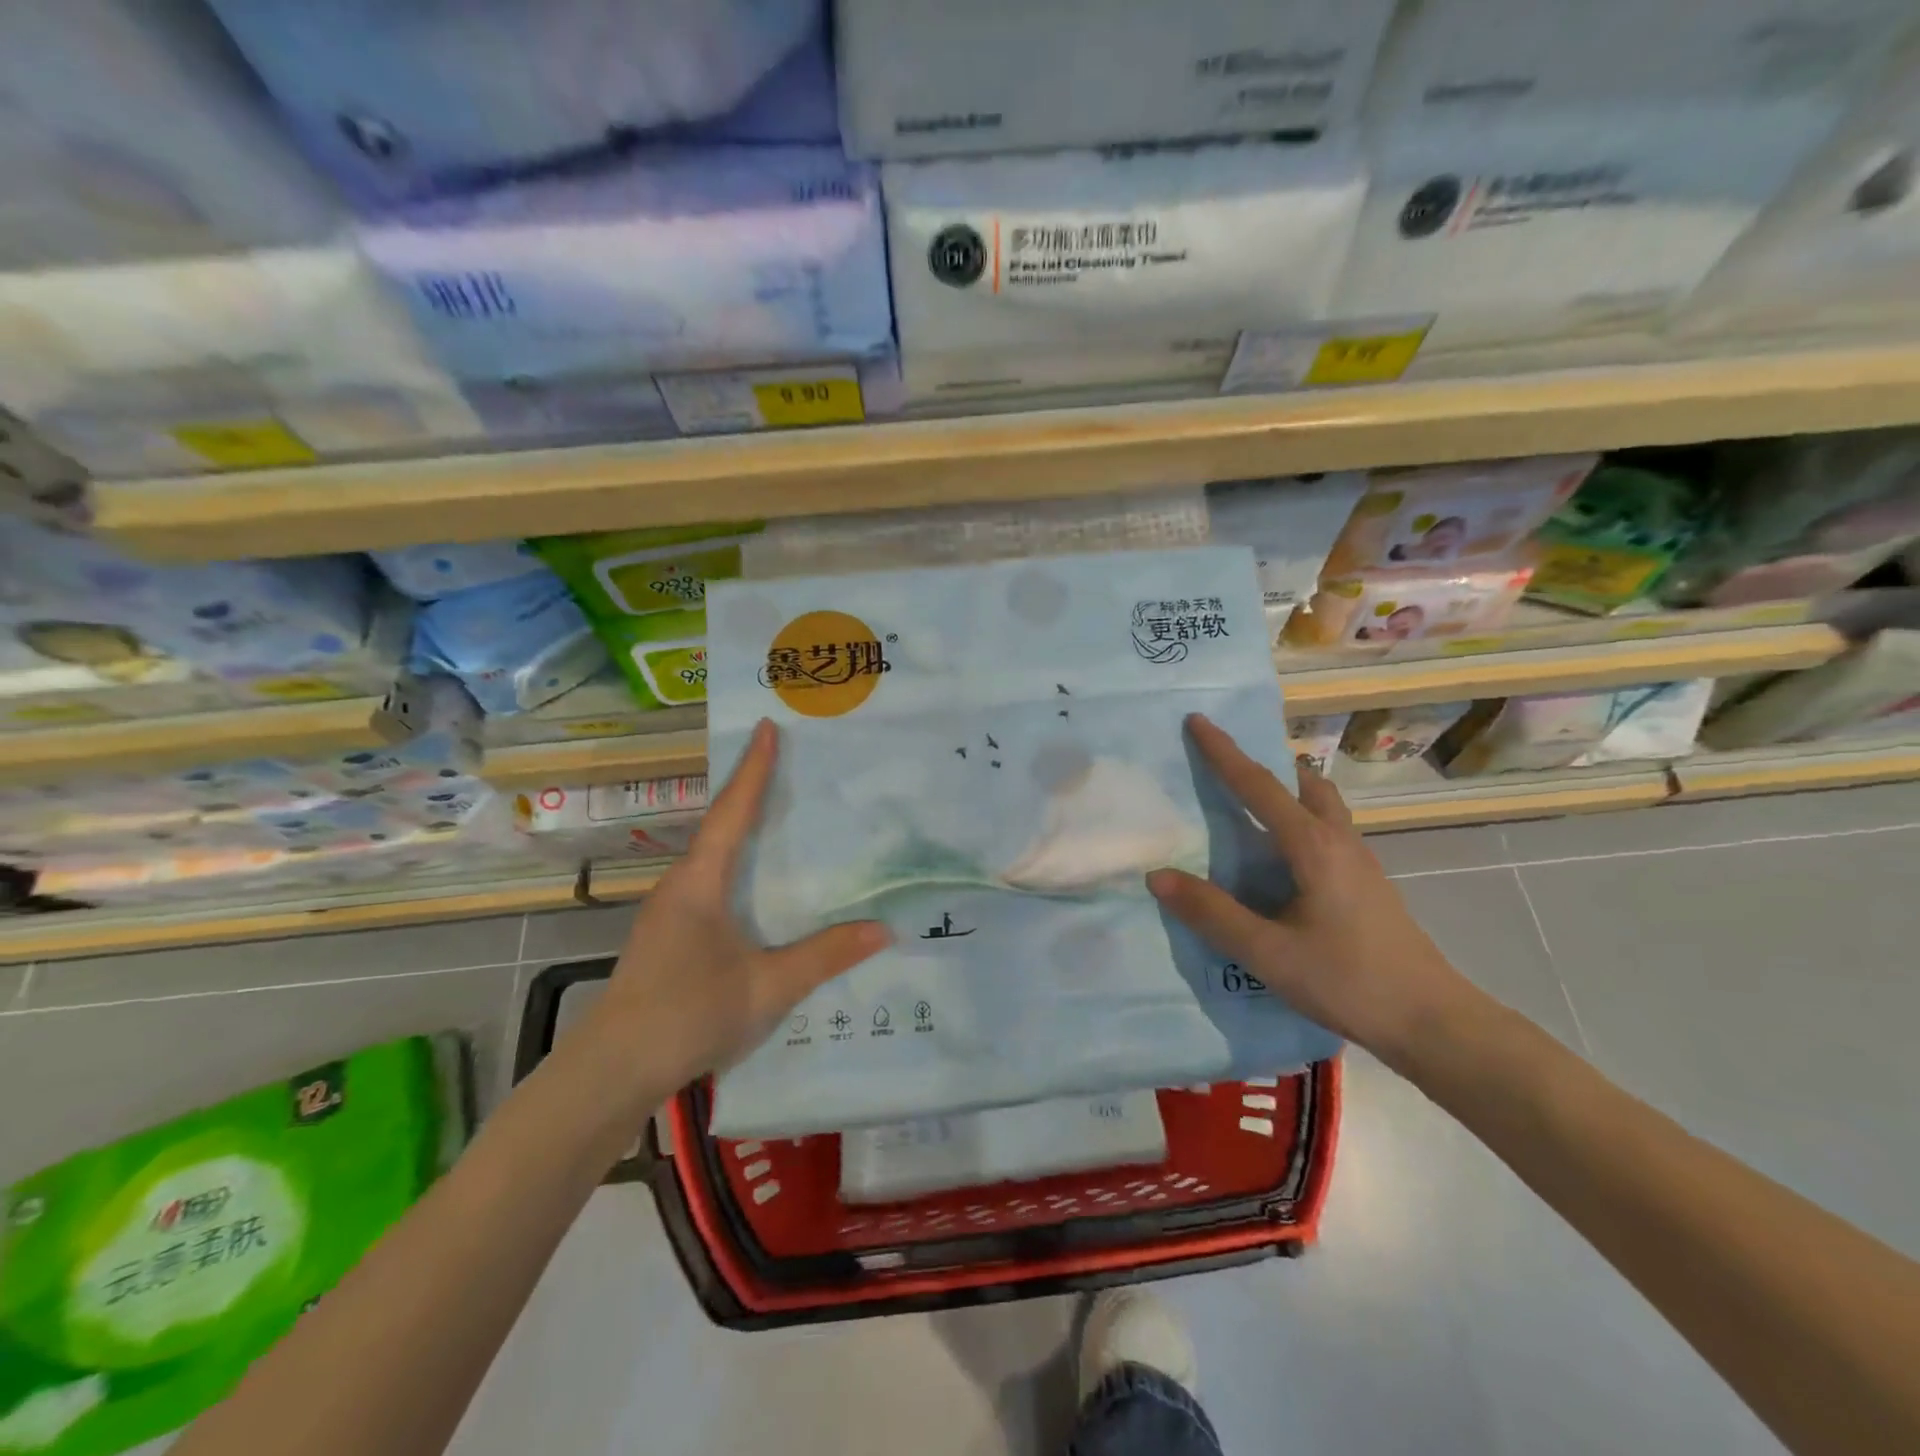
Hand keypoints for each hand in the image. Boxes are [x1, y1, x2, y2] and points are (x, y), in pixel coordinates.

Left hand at [588, 719, 890, 1089]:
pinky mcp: (670, 936)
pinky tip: (762, 888)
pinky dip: (739, 868)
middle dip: (753, 792)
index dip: (753, 769)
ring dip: (745, 832)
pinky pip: (711, 884)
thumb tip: (884, 928)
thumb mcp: (767, 987)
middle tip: (793, 766)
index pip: (733, 812)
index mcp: (701, 882)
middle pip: (722, 826)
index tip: (767, 727)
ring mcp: (670, 911)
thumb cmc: (687, 1015)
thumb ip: (825, 955)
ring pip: (715, 858)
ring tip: (786, 818)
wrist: (612, 1072)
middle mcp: (682, 885)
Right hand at [1146, 714, 1473, 1067]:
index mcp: (1312, 846)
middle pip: (1301, 783)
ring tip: (1248, 805)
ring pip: (1319, 805)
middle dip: (1263, 764)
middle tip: (1226, 762)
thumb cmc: (1348, 980)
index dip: (1224, 752)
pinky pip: (1325, 830)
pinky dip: (1296, 820)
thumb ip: (1212, 912)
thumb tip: (1158, 874)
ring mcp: (1358, 861)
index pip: (1258, 786)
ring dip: (1285, 791)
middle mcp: (1338, 841)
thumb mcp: (1268, 952)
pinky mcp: (1365, 883)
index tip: (1198, 720)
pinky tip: (1278, 858)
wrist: (1432, 1021)